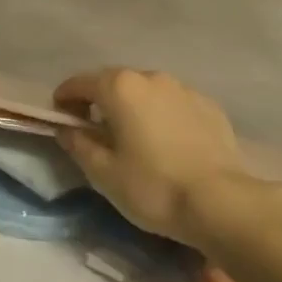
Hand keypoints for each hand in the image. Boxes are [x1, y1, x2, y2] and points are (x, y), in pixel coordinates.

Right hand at [53, 68, 248, 248]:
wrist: (221, 203)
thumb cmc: (153, 187)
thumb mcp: (103, 172)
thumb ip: (78, 144)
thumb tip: (67, 130)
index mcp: (120, 88)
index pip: (80, 83)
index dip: (65, 98)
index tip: (60, 117)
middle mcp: (152, 78)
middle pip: (114, 82)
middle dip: (98, 100)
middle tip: (92, 128)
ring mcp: (185, 90)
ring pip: (146, 91)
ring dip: (132, 106)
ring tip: (131, 135)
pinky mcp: (209, 107)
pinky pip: (173, 104)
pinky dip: (161, 115)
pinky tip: (164, 141)